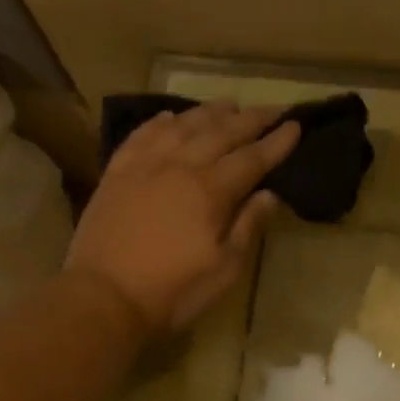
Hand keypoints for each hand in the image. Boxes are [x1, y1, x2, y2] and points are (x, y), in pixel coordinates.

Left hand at [65, 103, 299, 331]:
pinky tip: (171, 117)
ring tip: (229, 104)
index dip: (276, 142)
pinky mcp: (117, 173)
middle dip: (250, 119)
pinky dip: (161, 122)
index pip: (252, 158)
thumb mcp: (224, 270)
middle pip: (221, 133)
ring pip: (182, 126)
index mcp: (210, 191)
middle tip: (273, 108)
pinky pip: (142, 135)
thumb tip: (269, 195)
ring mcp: (145, 165)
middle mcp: (180, 166)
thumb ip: (247, 227)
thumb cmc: (173, 290)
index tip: (296, 126)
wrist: (103, 296)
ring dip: (209, 113)